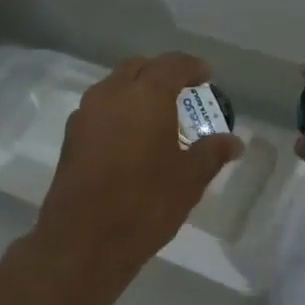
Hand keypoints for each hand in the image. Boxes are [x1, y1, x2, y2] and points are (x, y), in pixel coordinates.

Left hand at [32, 53, 243, 295]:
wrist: (84, 240)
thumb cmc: (145, 203)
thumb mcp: (189, 179)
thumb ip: (212, 153)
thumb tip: (234, 142)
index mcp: (146, 95)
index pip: (172, 64)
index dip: (192, 67)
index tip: (206, 77)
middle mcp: (112, 94)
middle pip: (138, 67)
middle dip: (161, 73)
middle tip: (181, 92)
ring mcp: (86, 114)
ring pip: (114, 86)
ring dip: (136, 90)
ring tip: (156, 115)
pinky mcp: (71, 137)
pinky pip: (99, 109)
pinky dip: (118, 110)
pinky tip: (130, 137)